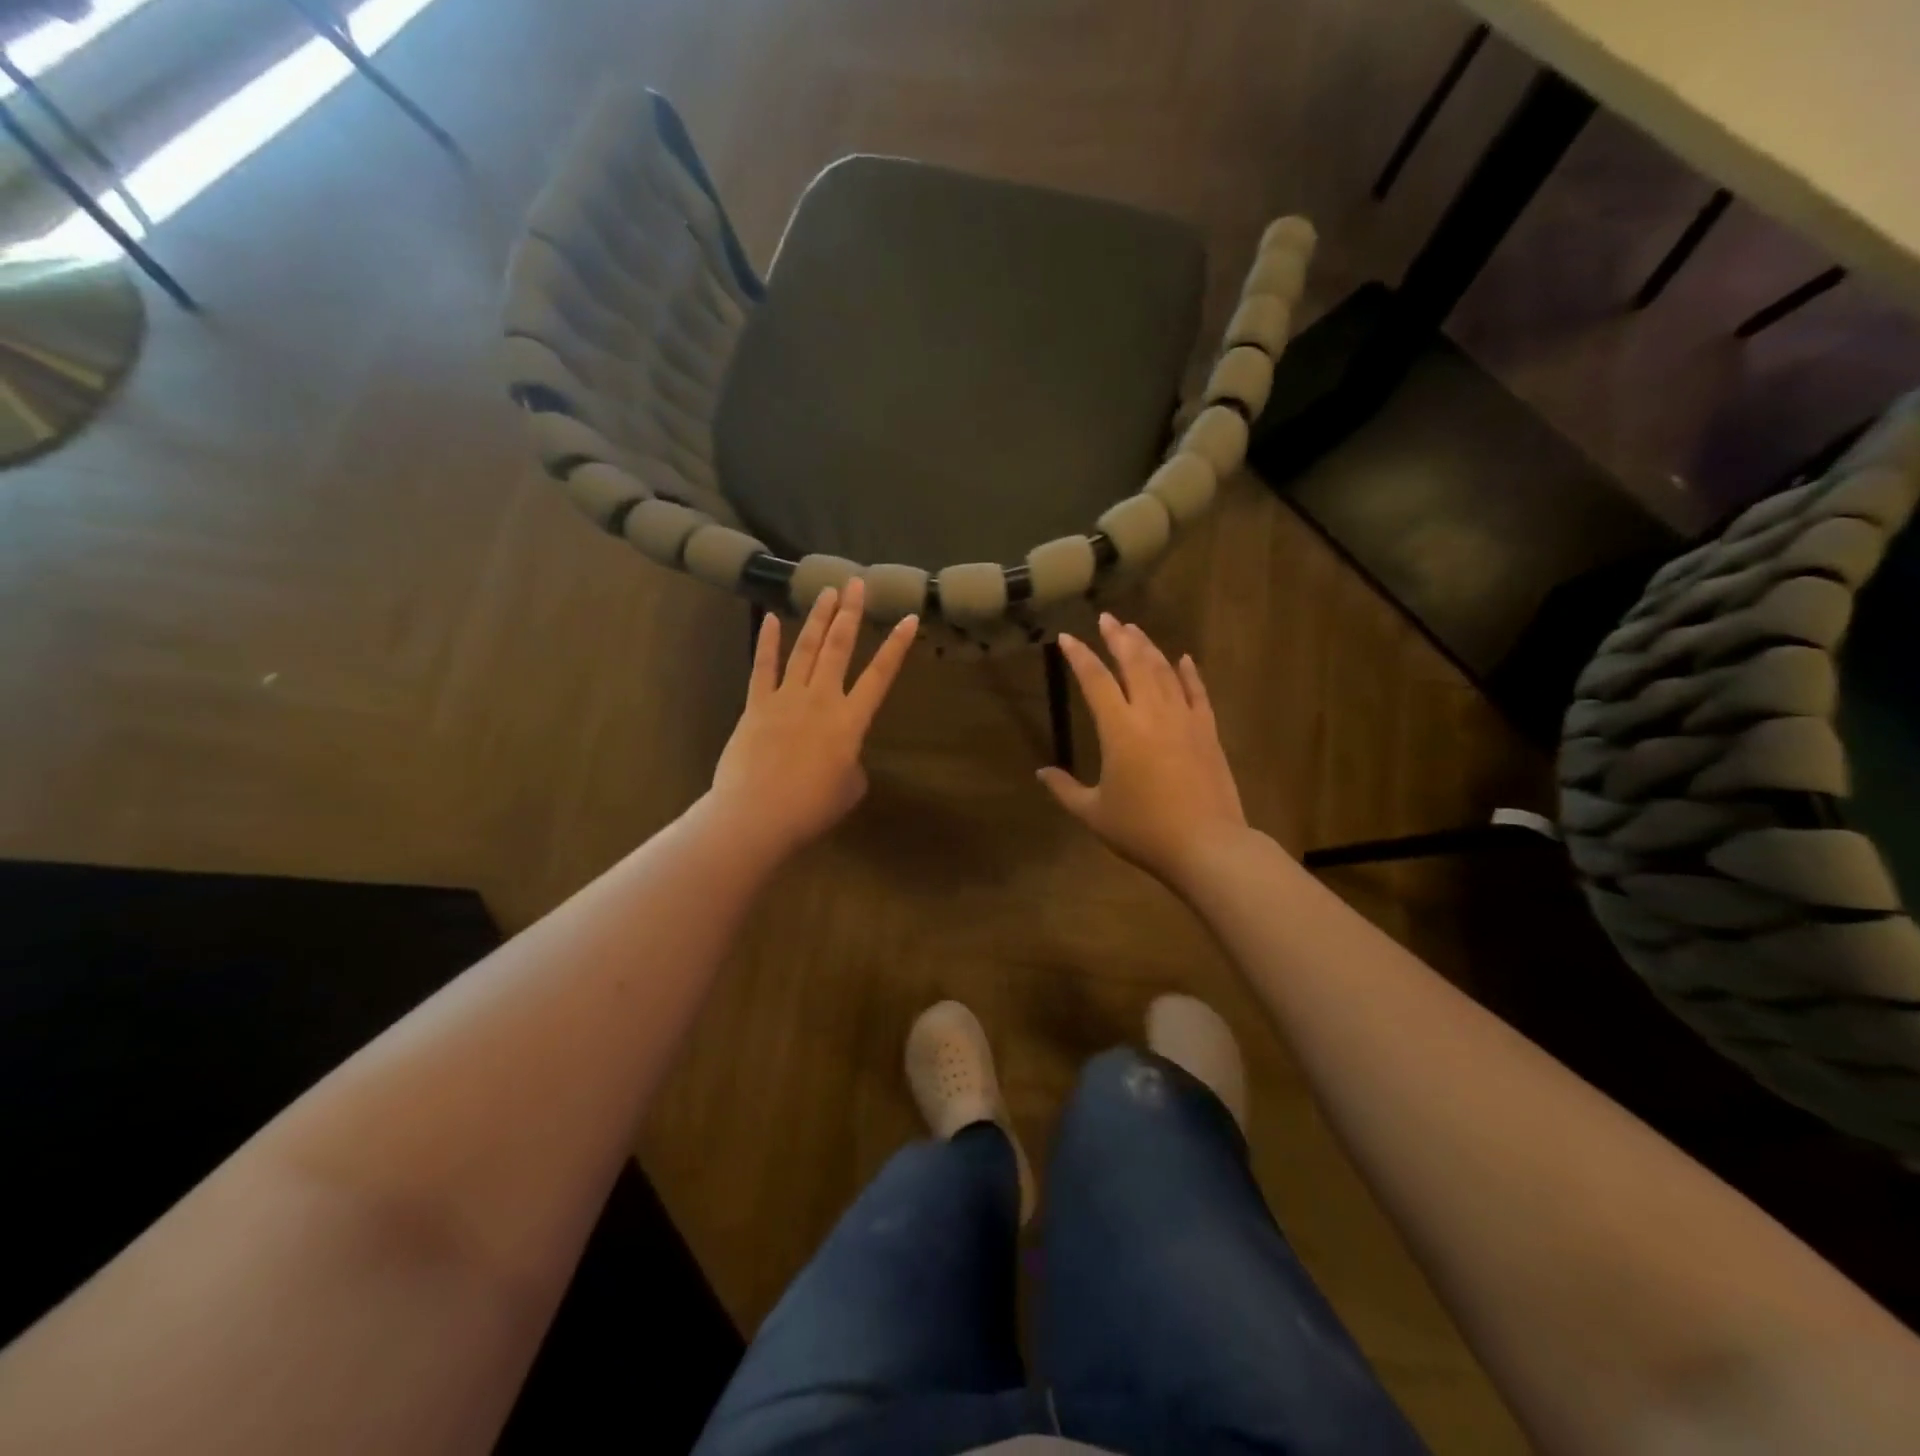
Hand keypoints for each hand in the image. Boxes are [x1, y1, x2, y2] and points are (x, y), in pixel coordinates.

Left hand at [709, 578, 915, 860]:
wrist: (757, 815)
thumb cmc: (811, 808)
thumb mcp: (849, 788)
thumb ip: (852, 762)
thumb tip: (842, 754)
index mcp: (851, 721)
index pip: (880, 675)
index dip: (896, 646)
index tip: (908, 618)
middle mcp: (821, 699)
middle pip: (839, 648)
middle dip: (850, 613)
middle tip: (856, 583)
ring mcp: (786, 698)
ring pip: (805, 649)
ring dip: (818, 618)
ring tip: (827, 591)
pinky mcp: (756, 705)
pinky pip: (762, 667)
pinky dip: (768, 642)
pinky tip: (772, 618)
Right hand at [1038, 614, 1248, 890]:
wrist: (1206, 844)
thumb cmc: (1143, 830)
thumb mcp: (1093, 814)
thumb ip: (1065, 790)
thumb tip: (1042, 772)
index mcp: (1119, 729)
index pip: (1095, 680)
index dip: (1080, 656)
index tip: (1067, 638)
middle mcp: (1152, 713)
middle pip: (1134, 663)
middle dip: (1118, 638)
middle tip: (1108, 618)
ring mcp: (1184, 719)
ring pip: (1165, 671)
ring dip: (1148, 648)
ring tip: (1135, 630)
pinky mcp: (1208, 732)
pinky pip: (1197, 693)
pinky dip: (1189, 673)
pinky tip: (1184, 659)